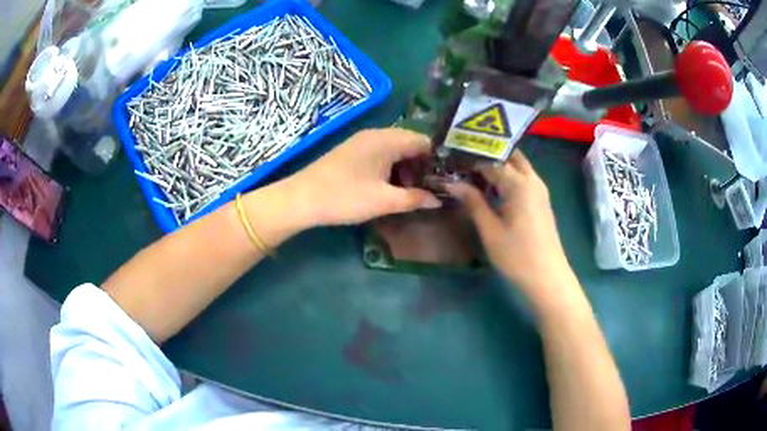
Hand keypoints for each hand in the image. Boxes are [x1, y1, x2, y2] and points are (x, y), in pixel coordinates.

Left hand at [285, 128, 441, 226]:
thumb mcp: (384, 201)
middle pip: (410, 143)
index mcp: (387, 140)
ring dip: (405, 168)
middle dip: (422, 165)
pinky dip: (390, 167)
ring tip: (410, 191)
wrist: (301, 198)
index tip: (445, 179)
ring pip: (394, 149)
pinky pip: (380, 153)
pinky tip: (389, 186)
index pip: (424, 141)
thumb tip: (439, 199)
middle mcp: (376, 134)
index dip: (437, 159)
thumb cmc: (345, 197)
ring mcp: (361, 141)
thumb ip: (415, 199)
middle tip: (429, 189)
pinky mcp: (351, 151)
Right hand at [444, 150, 576, 302]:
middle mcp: (532, 180)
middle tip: (464, 161)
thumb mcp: (490, 230)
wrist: (547, 277)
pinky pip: (523, 179)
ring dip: (498, 165)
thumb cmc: (517, 255)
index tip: (451, 159)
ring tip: (472, 172)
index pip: (491, 160)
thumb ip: (473, 202)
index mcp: (520, 183)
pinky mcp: (541, 201)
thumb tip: (452, 183)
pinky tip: (491, 188)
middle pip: (509, 156)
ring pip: (517, 167)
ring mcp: (539, 190)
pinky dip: (507, 177)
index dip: (471, 158)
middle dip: (488, 155)